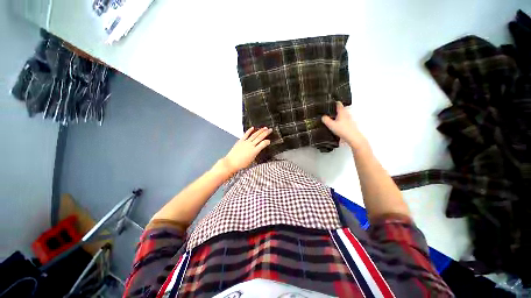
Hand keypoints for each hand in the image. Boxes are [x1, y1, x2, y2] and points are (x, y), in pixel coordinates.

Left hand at [219, 127, 271, 174]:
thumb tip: (258, 150)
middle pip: (260, 137)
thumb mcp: (252, 160)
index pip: (263, 144)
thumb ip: (255, 154)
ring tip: (264, 128)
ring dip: (260, 131)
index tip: (269, 141)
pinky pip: (246, 134)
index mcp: (255, 151)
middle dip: (266, 133)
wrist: (231, 163)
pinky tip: (252, 128)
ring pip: (254, 135)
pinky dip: (249, 131)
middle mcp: (251, 145)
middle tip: (270, 130)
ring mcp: (246, 142)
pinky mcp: (240, 141)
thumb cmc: (241, 164)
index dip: (267, 142)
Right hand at [322, 102, 367, 150]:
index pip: (338, 104)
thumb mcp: (331, 125)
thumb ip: (326, 120)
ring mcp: (349, 119)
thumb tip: (323, 116)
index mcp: (342, 112)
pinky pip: (344, 120)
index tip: (330, 102)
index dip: (334, 102)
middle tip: (328, 111)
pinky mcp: (350, 124)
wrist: (353, 137)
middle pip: (341, 109)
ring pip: (342, 115)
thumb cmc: (342, 130)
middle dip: (335, 110)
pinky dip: (340, 120)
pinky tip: (336, 125)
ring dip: (337, 115)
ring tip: (331, 118)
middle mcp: (346, 114)